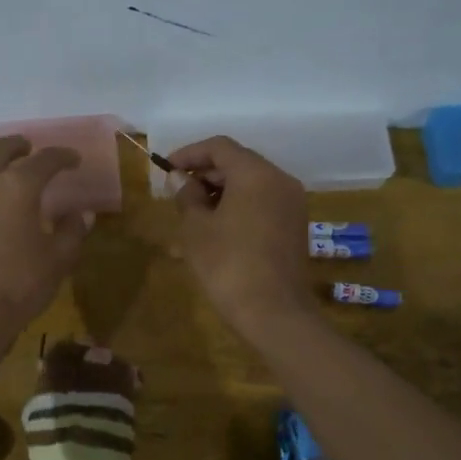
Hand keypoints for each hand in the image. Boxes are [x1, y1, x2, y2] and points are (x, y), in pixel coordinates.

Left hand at [0, 137, 91, 357]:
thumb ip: (72, 231)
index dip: (63, 157)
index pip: (44, 160)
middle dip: (18, 147)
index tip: (74, 159)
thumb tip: (82, 213)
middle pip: (1, 150)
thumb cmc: (18, 285)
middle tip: (30, 148)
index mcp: (17, 185)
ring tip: (6, 167)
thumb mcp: (58, 260)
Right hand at [169, 136, 316, 338]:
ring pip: (251, 184)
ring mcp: (291, 203)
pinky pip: (262, 202)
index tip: (166, 169)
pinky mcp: (294, 225)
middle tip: (176, 191)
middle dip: (205, 173)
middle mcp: (280, 180)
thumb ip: (186, 196)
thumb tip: (178, 179)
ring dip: (220, 191)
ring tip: (192, 212)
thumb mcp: (196, 228)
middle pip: (238, 163)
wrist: (273, 312)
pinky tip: (216, 227)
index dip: (189, 154)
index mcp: (256, 173)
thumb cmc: (228, 264)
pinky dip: (238, 205)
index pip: (219, 147)